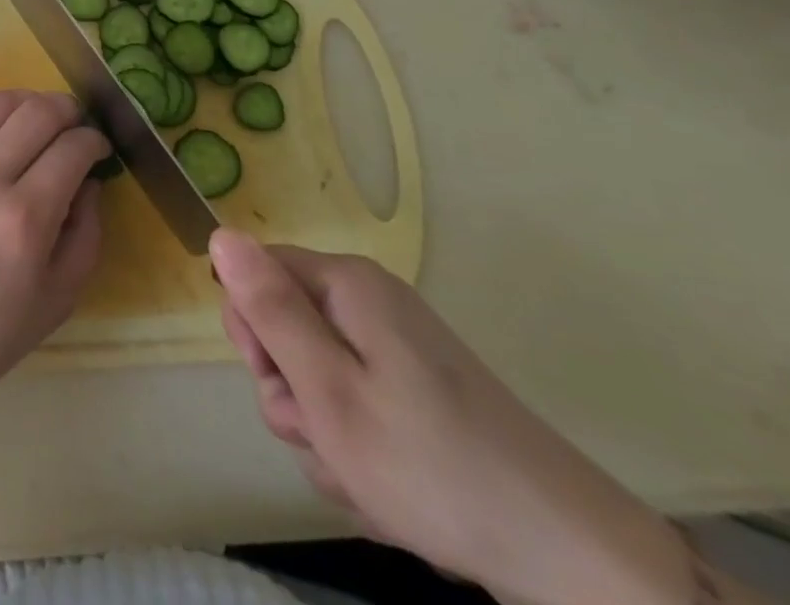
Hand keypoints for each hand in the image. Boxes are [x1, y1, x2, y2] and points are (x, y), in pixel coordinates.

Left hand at [0, 90, 108, 413]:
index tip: (100, 150)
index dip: (95, 141)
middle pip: (38, 111)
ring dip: (30, 103)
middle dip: (68, 109)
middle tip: (77, 126)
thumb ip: (84, 238)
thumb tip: (89, 186)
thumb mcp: (54, 303)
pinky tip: (1, 144)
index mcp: (24, 218)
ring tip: (41, 121)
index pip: (72, 148)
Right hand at [212, 230, 693, 604]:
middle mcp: (370, 302)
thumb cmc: (429, 466)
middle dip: (291, 392)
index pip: (255, 274)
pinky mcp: (419, 393)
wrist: (569, 556)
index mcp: (346, 285)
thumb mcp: (327, 390)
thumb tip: (221, 233)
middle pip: (286, 328)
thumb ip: (269, 310)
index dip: (252, 330)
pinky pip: (357, 406)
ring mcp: (398, 349)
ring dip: (325, 433)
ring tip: (365, 478)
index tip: (281, 383)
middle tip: (325, 436)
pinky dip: (359, 449)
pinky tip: (390, 491)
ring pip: (318, 378)